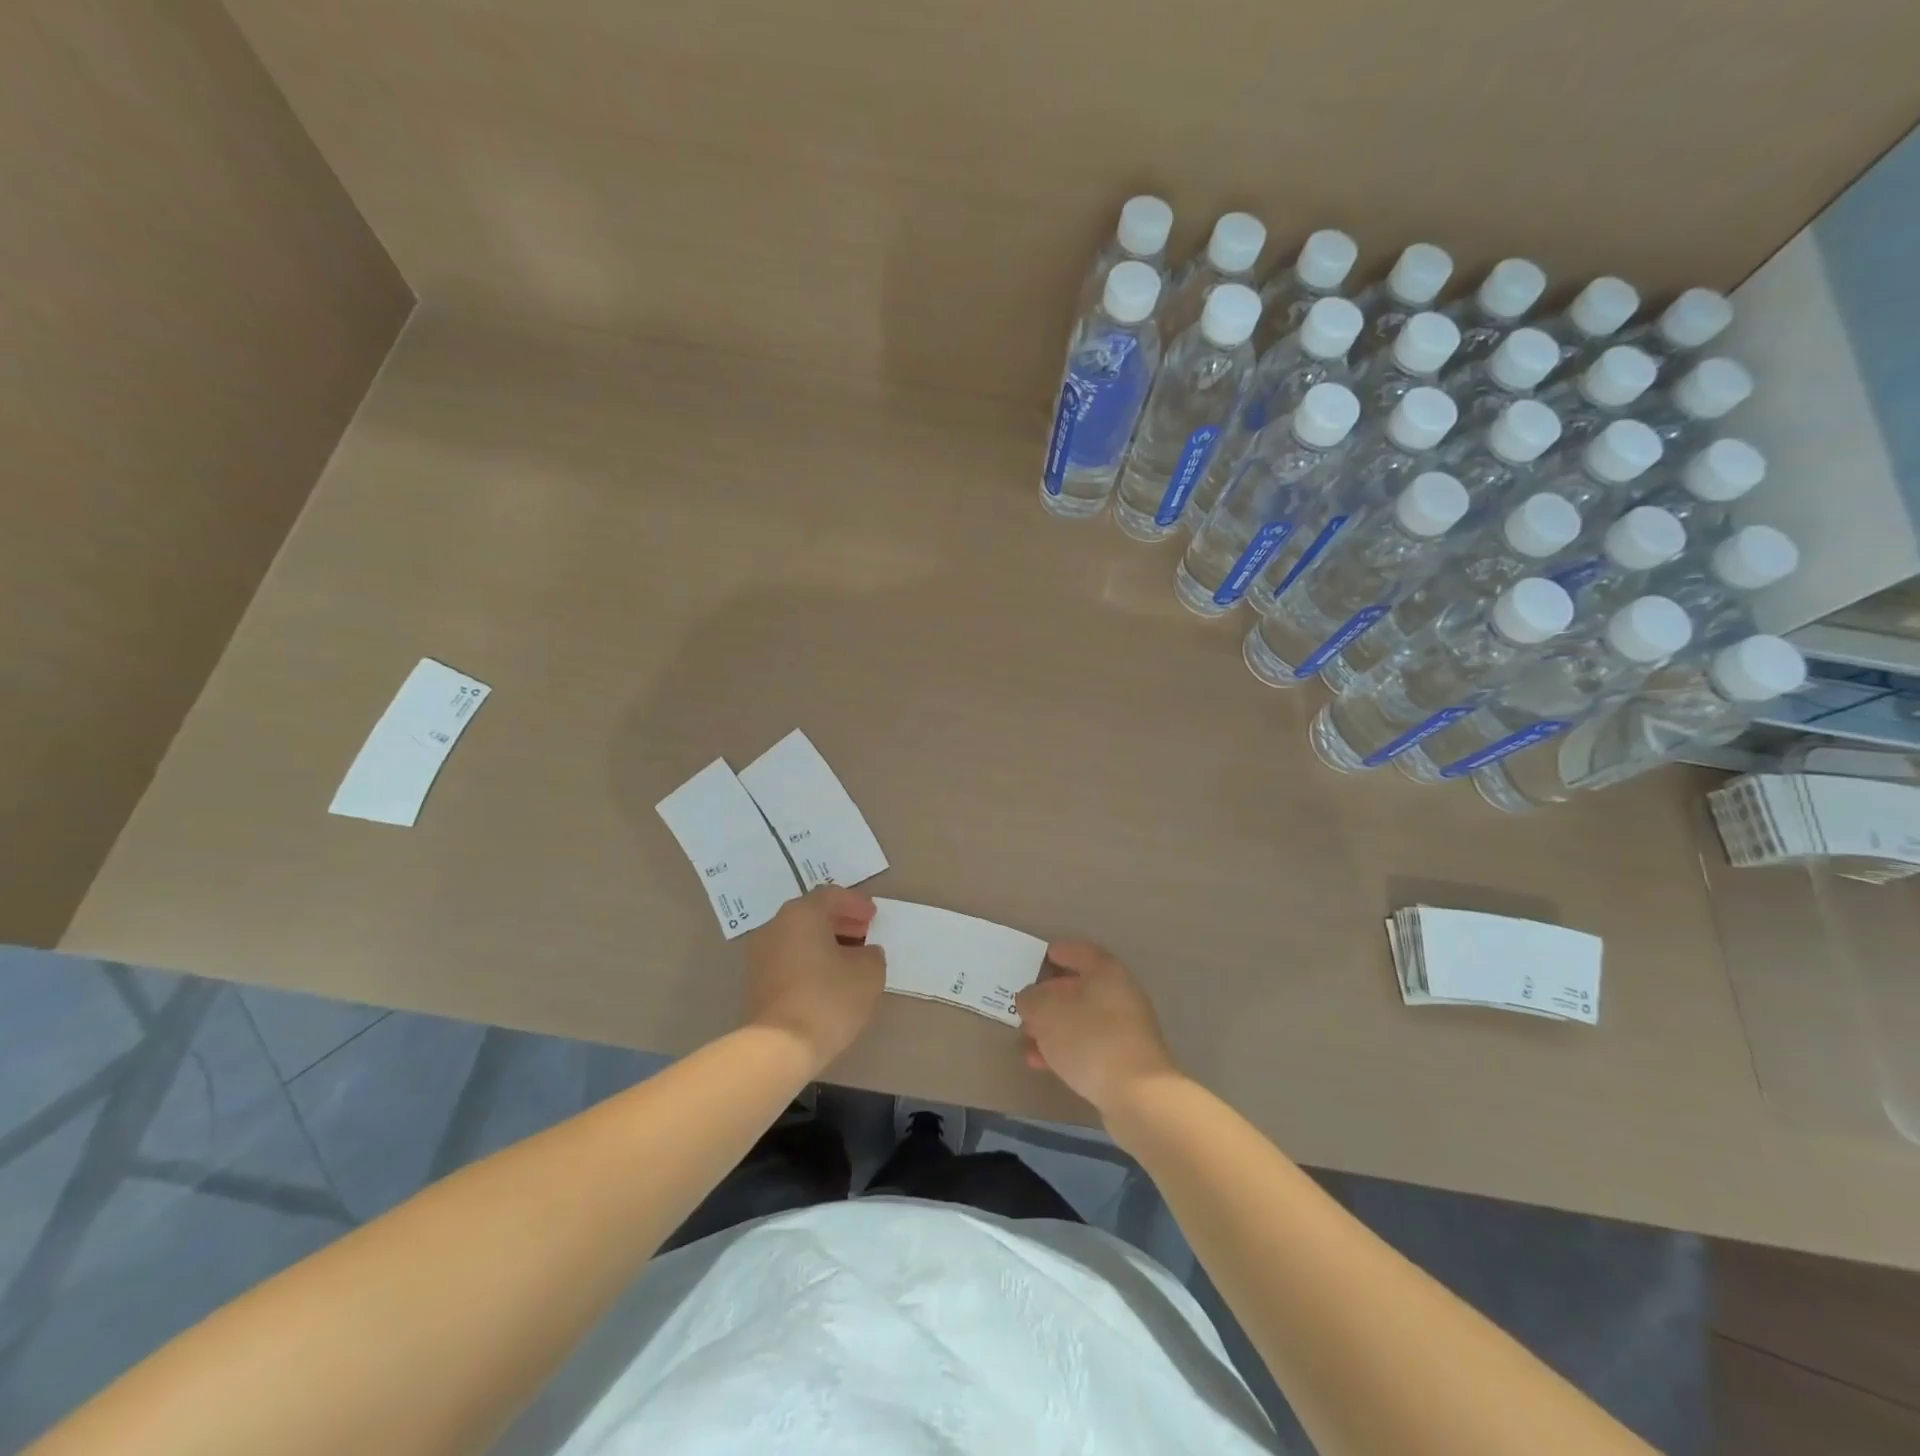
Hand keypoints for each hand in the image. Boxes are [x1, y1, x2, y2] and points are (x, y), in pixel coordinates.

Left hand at [744, 887, 885, 1068]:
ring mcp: (760, 955)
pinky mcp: (755, 982)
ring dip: (824, 942)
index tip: (874, 916)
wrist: (779, 1047)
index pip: (831, 896)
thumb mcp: (868, 973)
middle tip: (863, 932)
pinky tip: (828, 978)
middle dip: (840, 921)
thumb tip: (864, 953)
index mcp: (802, 914)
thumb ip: (871, 954)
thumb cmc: (828, 999)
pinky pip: (788, 958)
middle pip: (811, 914)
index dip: (856, 903)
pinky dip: (809, 960)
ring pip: (798, 937)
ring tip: (849, 958)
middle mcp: (776, 926)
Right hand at [1014, 941, 1177, 1113]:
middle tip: (1027, 1003)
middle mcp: (1121, 995)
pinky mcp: (1125, 1060)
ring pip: (1083, 1019)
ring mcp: (1126, 1029)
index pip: (1081, 951)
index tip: (1040, 957)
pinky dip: (1066, 1049)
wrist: (1136, 1095)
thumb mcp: (1047, 1011)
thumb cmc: (1089, 1038)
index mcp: (1107, 972)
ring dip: (1054, 1026)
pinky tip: (1041, 1062)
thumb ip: (1032, 998)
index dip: (1059, 952)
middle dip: (1051, 995)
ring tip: (1027, 1037)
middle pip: (1081, 987)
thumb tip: (1030, 997)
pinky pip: (1089, 1045)